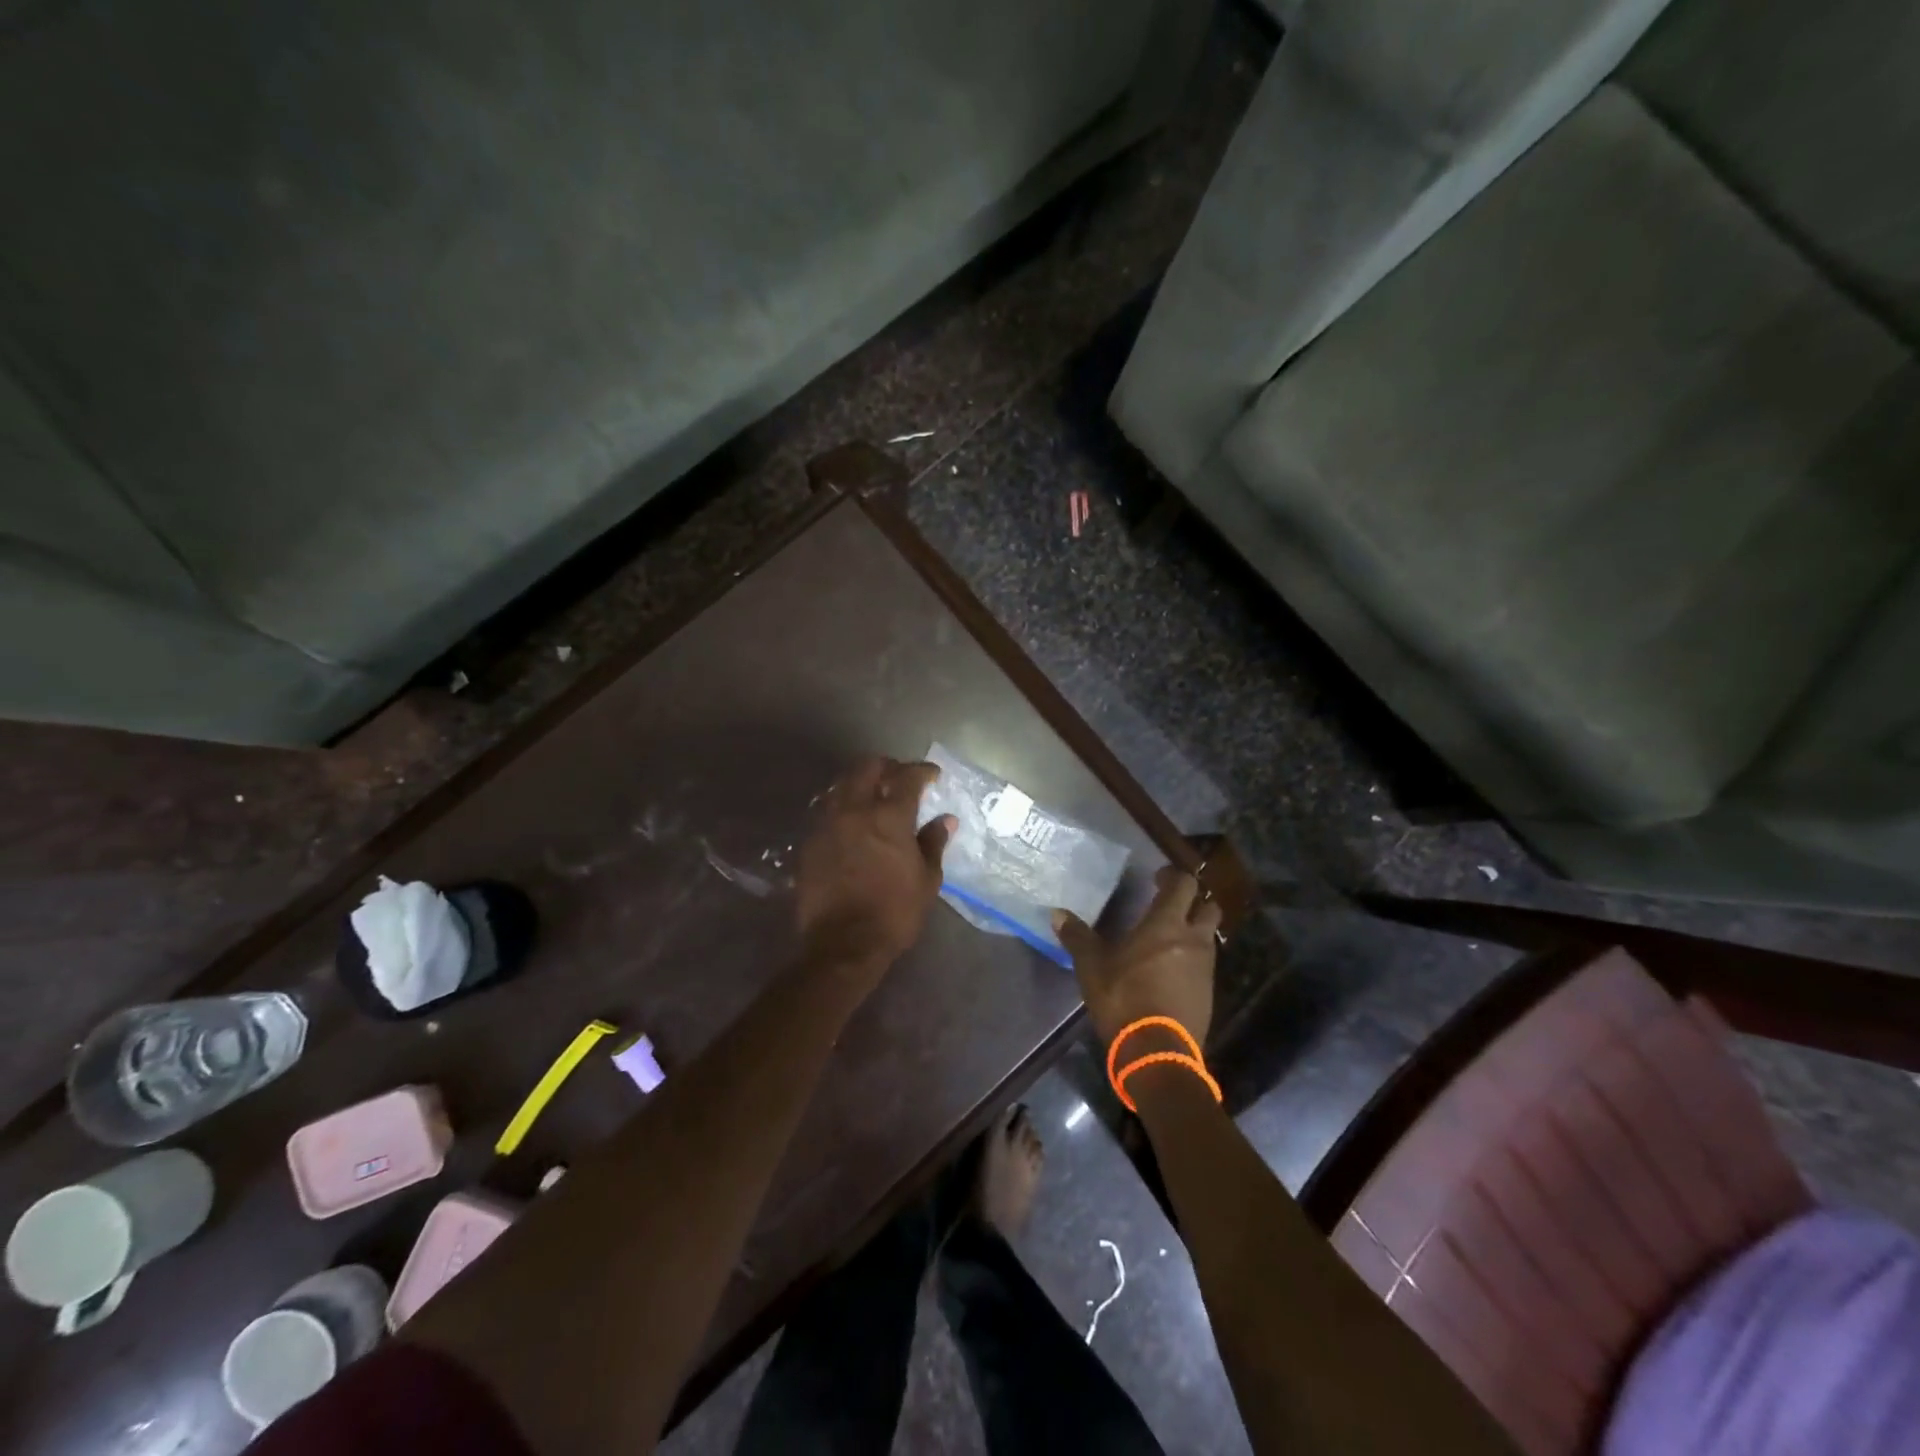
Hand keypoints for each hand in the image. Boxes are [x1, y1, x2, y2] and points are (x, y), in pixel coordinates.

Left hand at [795, 757, 954, 979]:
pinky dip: (843, 807)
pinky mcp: (810, 843)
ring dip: (860, 783)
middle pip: (867, 768)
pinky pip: (827, 811)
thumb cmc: (894, 912)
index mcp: (889, 817)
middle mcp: (855, 811)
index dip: (922, 771)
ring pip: (842, 785)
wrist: (843, 944)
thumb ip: (933, 843)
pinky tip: (852, 823)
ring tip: (873, 796)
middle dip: (886, 767)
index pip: (907, 777)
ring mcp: (827, 824)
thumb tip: (946, 819)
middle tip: (899, 778)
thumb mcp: (926, 880)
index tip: (932, 775)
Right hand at [1053, 867, 1219, 1048]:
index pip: (1183, 885)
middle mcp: (1193, 940)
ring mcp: (1205, 968)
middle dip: (1194, 902)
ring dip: (1195, 931)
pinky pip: (1205, 965)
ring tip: (1170, 940)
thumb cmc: (1123, 998)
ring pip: (1209, 937)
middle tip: (1171, 905)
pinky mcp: (1209, 994)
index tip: (1157, 878)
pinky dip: (1193, 960)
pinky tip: (1172, 971)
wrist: (1157, 1052)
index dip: (1172, 876)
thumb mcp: (1092, 967)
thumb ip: (1078, 937)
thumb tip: (1057, 913)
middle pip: (1209, 907)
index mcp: (1166, 924)